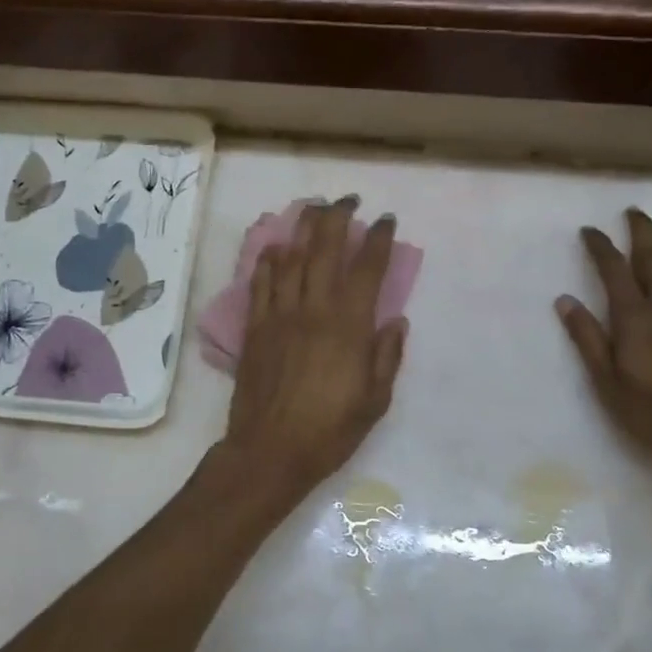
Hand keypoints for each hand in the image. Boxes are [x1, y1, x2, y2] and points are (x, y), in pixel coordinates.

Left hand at [221, 198, 407, 509]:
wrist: (270, 451)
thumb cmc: (329, 430)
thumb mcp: (375, 400)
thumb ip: (387, 356)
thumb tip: (396, 320)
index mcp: (349, 326)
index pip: (367, 269)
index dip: (378, 239)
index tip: (385, 221)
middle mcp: (314, 310)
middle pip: (324, 250)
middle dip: (338, 217)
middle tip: (348, 200)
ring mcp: (279, 315)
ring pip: (290, 258)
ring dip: (302, 228)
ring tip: (313, 209)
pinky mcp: (255, 327)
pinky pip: (260, 283)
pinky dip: (267, 260)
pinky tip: (274, 246)